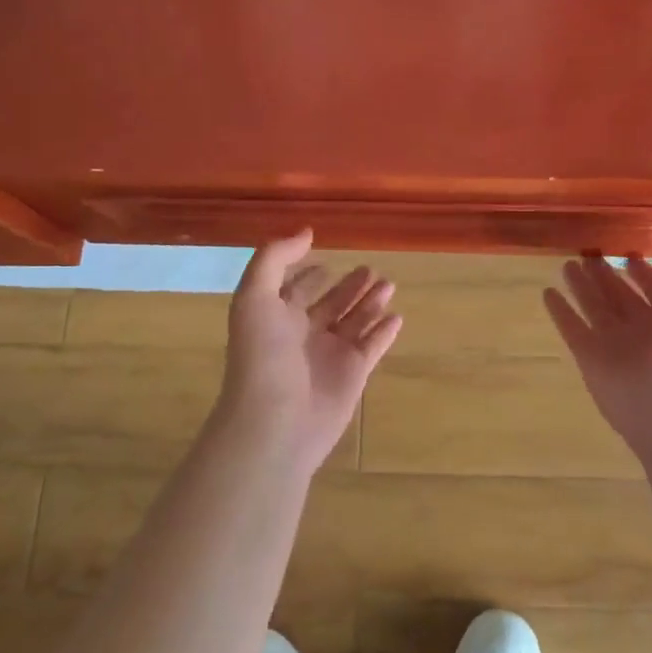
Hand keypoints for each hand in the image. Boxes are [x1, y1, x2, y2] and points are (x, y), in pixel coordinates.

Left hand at [216, 230, 402, 473]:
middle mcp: (303, 335)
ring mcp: (329, 356)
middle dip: (348, 286)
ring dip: (370, 303)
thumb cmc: (262, 355)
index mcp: (276, 317)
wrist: (275, 420)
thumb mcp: (254, 296)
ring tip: (388, 283)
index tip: (325, 260)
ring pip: (354, 322)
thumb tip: (306, 232)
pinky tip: (396, 316)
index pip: (294, 290)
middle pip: (330, 304)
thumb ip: (275, 258)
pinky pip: (372, 347)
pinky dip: (384, 332)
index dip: (307, 275)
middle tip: (370, 268)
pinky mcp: (353, 375)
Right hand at [543, 220, 651, 456]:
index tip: (630, 250)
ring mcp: (616, 343)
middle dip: (606, 274)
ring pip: (595, 307)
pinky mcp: (591, 357)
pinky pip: (572, 328)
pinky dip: (560, 312)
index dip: (643, 270)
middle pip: (620, 294)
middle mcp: (644, 328)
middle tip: (588, 249)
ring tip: (567, 263)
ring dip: (582, 287)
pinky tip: (547, 293)